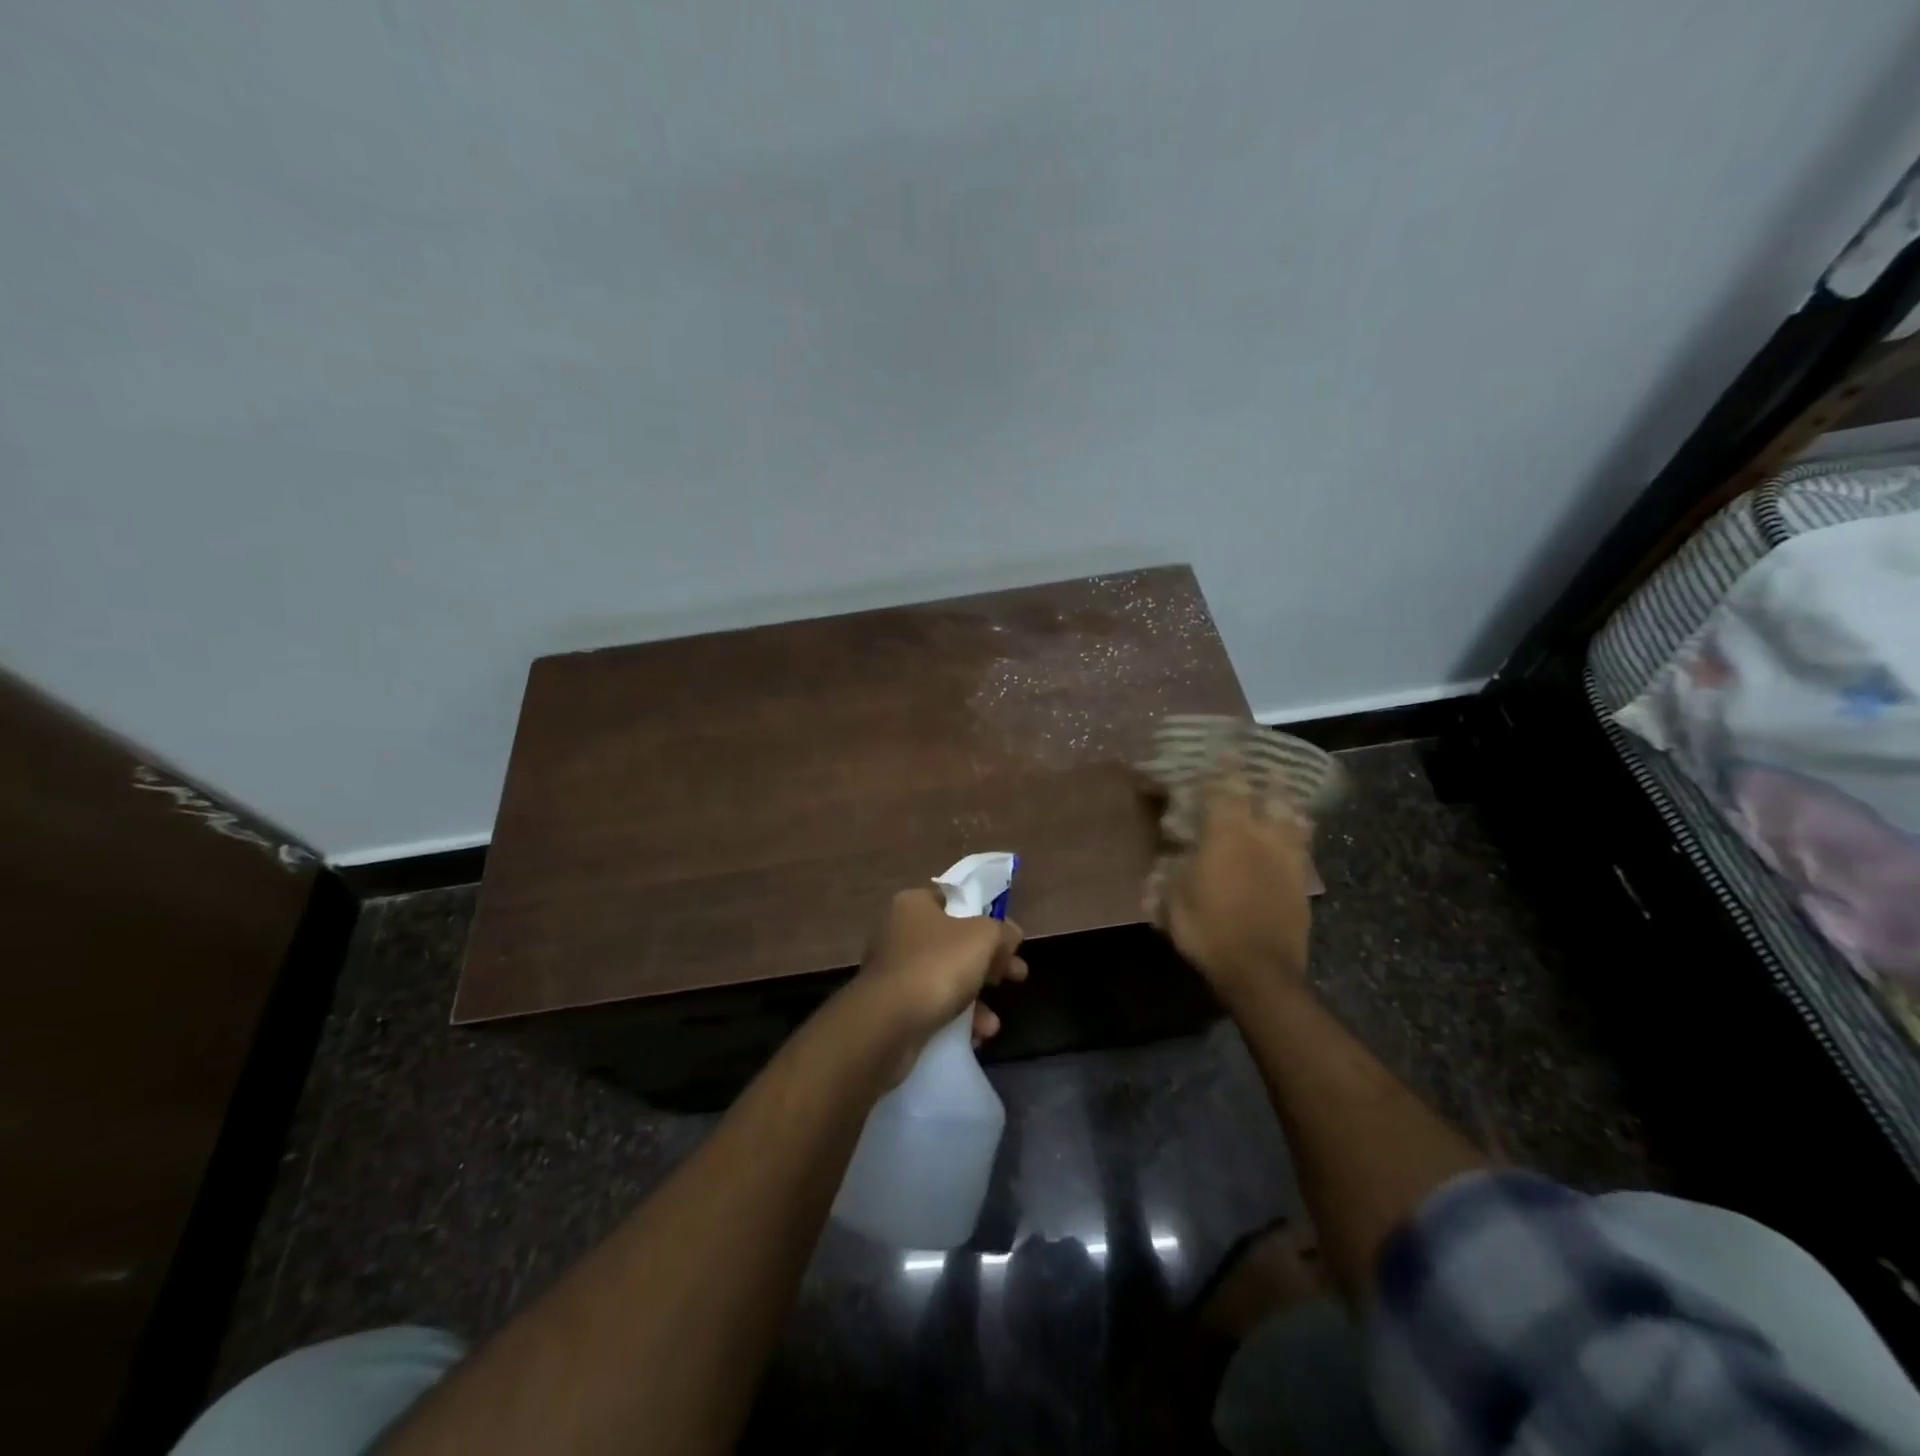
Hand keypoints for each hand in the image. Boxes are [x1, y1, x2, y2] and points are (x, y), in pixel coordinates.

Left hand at [851, 888, 1026, 1077]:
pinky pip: (932, 1005)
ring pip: (946, 977)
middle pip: (955, 942)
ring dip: (975, 999)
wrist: (887, 1024)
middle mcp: (898, 932)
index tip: (1009, 941)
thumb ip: (1002, 931)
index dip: (986, 918)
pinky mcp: (892, 1006)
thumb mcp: (982, 937)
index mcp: (913, 904)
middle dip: (990, 963)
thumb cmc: (937, 966)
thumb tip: (1011, 934)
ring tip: (993, 1023)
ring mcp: (893, 970)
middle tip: (1016, 976)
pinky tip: (975, 1036)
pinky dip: (955, 1018)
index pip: (955, 901)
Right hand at [1159, 781, 1313, 1007]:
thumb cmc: (1207, 930)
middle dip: (1263, 776)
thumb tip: (1166, 857)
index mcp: (1225, 836)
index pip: (1224, 789)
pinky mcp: (1302, 883)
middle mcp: (1260, 838)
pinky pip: (1303, 847)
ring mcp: (1287, 859)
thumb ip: (1170, 873)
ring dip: (1287, 801)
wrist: (1259, 971)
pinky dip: (1298, 832)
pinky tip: (1295, 832)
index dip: (1223, 766)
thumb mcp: (1172, 901)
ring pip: (1294, 818)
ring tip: (1284, 792)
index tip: (1224, 747)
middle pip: (1268, 796)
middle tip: (1262, 762)